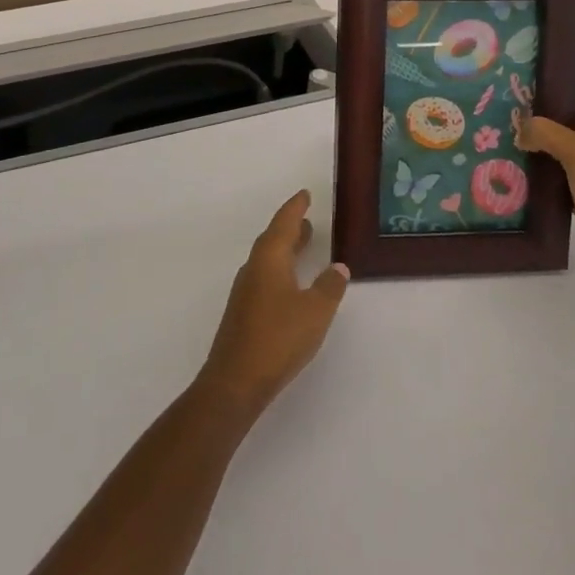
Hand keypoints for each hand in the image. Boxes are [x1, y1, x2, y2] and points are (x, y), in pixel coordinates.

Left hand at [195, 190, 348, 421]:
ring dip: (285, 249)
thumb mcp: (315, 311)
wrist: (236, 380)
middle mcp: (254, 268)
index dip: (295, 208)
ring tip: (303, 245)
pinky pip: (264, 277)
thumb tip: (338, 267)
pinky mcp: (243, 312)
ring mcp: (245, 291)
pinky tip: (291, 284)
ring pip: (267, 259)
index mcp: (269, 259)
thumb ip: (329, 287)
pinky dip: (280, 269)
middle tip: (307, 219)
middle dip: (290, 228)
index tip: (304, 194)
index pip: (283, 223)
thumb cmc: (278, 338)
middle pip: (272, 239)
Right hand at [519, 87, 574, 292]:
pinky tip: (523, 181)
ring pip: (564, 153)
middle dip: (542, 120)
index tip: (527, 87)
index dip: (560, 88)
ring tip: (508, 147)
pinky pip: (562, 180)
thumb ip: (546, 133)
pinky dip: (545, 178)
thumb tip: (521, 129)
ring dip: (540, 150)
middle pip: (570, 124)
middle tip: (509, 119)